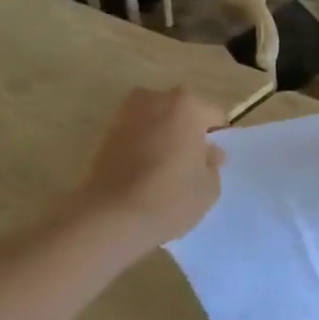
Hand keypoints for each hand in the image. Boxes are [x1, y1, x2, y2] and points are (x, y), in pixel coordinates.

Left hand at [67, 88, 226, 256]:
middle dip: (187, 134)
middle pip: (181, 114)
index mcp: (187, 105)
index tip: (212, 163)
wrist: (110, 219)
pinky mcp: (103, 137)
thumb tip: (207, 153)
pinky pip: (135, 138)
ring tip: (165, 173)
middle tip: (190, 165)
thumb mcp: (210, 185)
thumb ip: (212, 162)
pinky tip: (144, 177)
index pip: (213, 117)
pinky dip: (142, 150)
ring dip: (163, 140)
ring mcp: (124, 116)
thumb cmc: (171, 196)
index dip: (215, 141)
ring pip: (156, 125)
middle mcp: (154, 100)